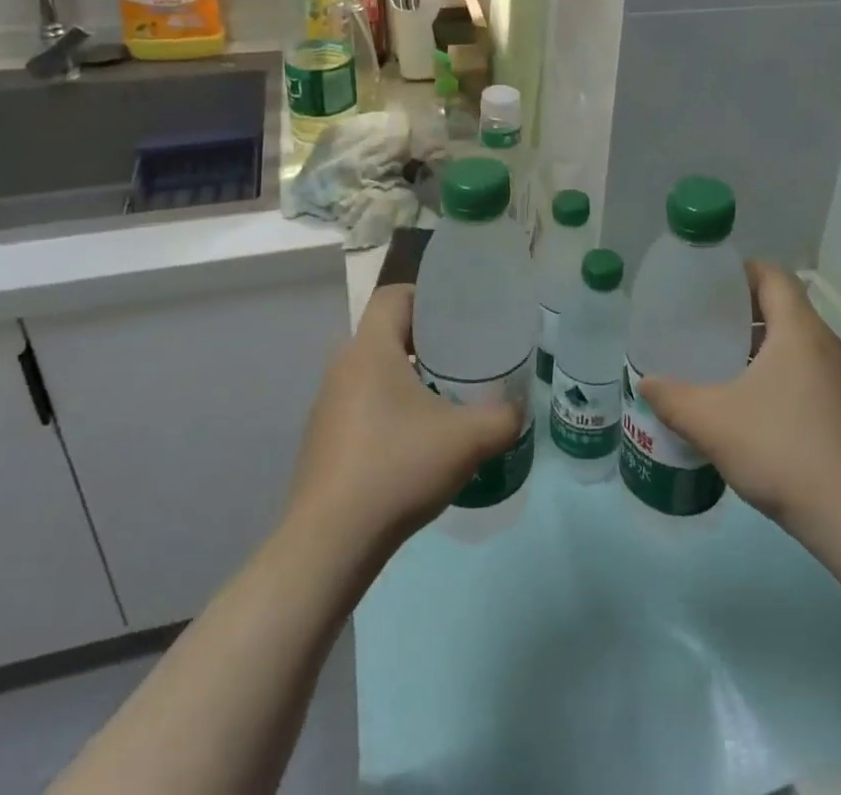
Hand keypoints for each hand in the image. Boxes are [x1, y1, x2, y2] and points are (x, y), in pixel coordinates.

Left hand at [284, 284, 523, 555]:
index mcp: (370, 349)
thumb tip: (517, 410)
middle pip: (387, 332)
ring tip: (444, 399)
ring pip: (374, 371)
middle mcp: (342, 367)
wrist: (329, 544)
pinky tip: (415, 442)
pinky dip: (390, 408)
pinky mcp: (324, 440)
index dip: (427, 297)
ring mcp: (328, 406)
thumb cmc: (397, 468)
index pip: (393, 296)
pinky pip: (362, 404)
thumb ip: (502, 417)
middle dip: (426, 340)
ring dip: (407, 376)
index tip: (459, 318)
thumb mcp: (467, 439)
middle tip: (463, 358)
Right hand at [639, 262, 840, 538]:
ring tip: (717, 359)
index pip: (772, 275)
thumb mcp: (713, 422)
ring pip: (792, 341)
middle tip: (701, 322)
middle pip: (782, 305)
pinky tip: (746, 401)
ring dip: (757, 342)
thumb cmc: (783, 450)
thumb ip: (673, 399)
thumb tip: (646, 383)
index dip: (739, 271)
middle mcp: (823, 344)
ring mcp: (838, 378)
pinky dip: (773, 369)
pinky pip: (802, 369)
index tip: (706, 284)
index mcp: (799, 330)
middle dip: (741, 309)